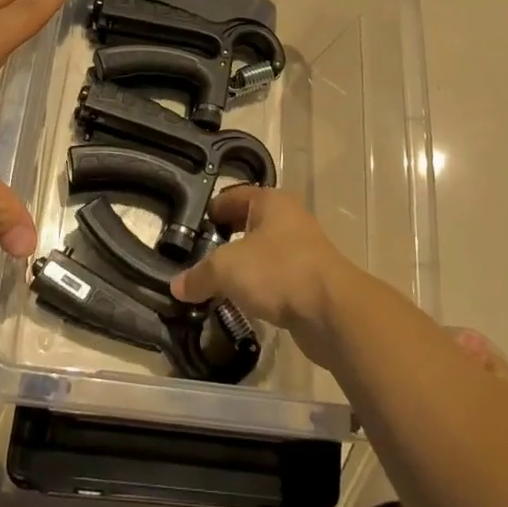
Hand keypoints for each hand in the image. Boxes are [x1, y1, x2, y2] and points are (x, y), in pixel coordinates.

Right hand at [171, 187, 363, 365]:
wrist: (331, 310)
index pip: (235, 196)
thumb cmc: (278, 271)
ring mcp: (303, 250)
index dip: (213, 209)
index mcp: (271, 202)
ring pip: (263, 253)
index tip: (193, 226)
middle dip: (226, 239)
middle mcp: (289, 219)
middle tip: (200, 255)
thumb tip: (176, 286)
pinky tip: (242, 302)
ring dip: (243, 266)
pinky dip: (258, 287)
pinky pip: (275, 278)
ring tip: (216, 282)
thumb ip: (199, 275)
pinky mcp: (310, 281)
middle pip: (250, 224)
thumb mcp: (227, 269)